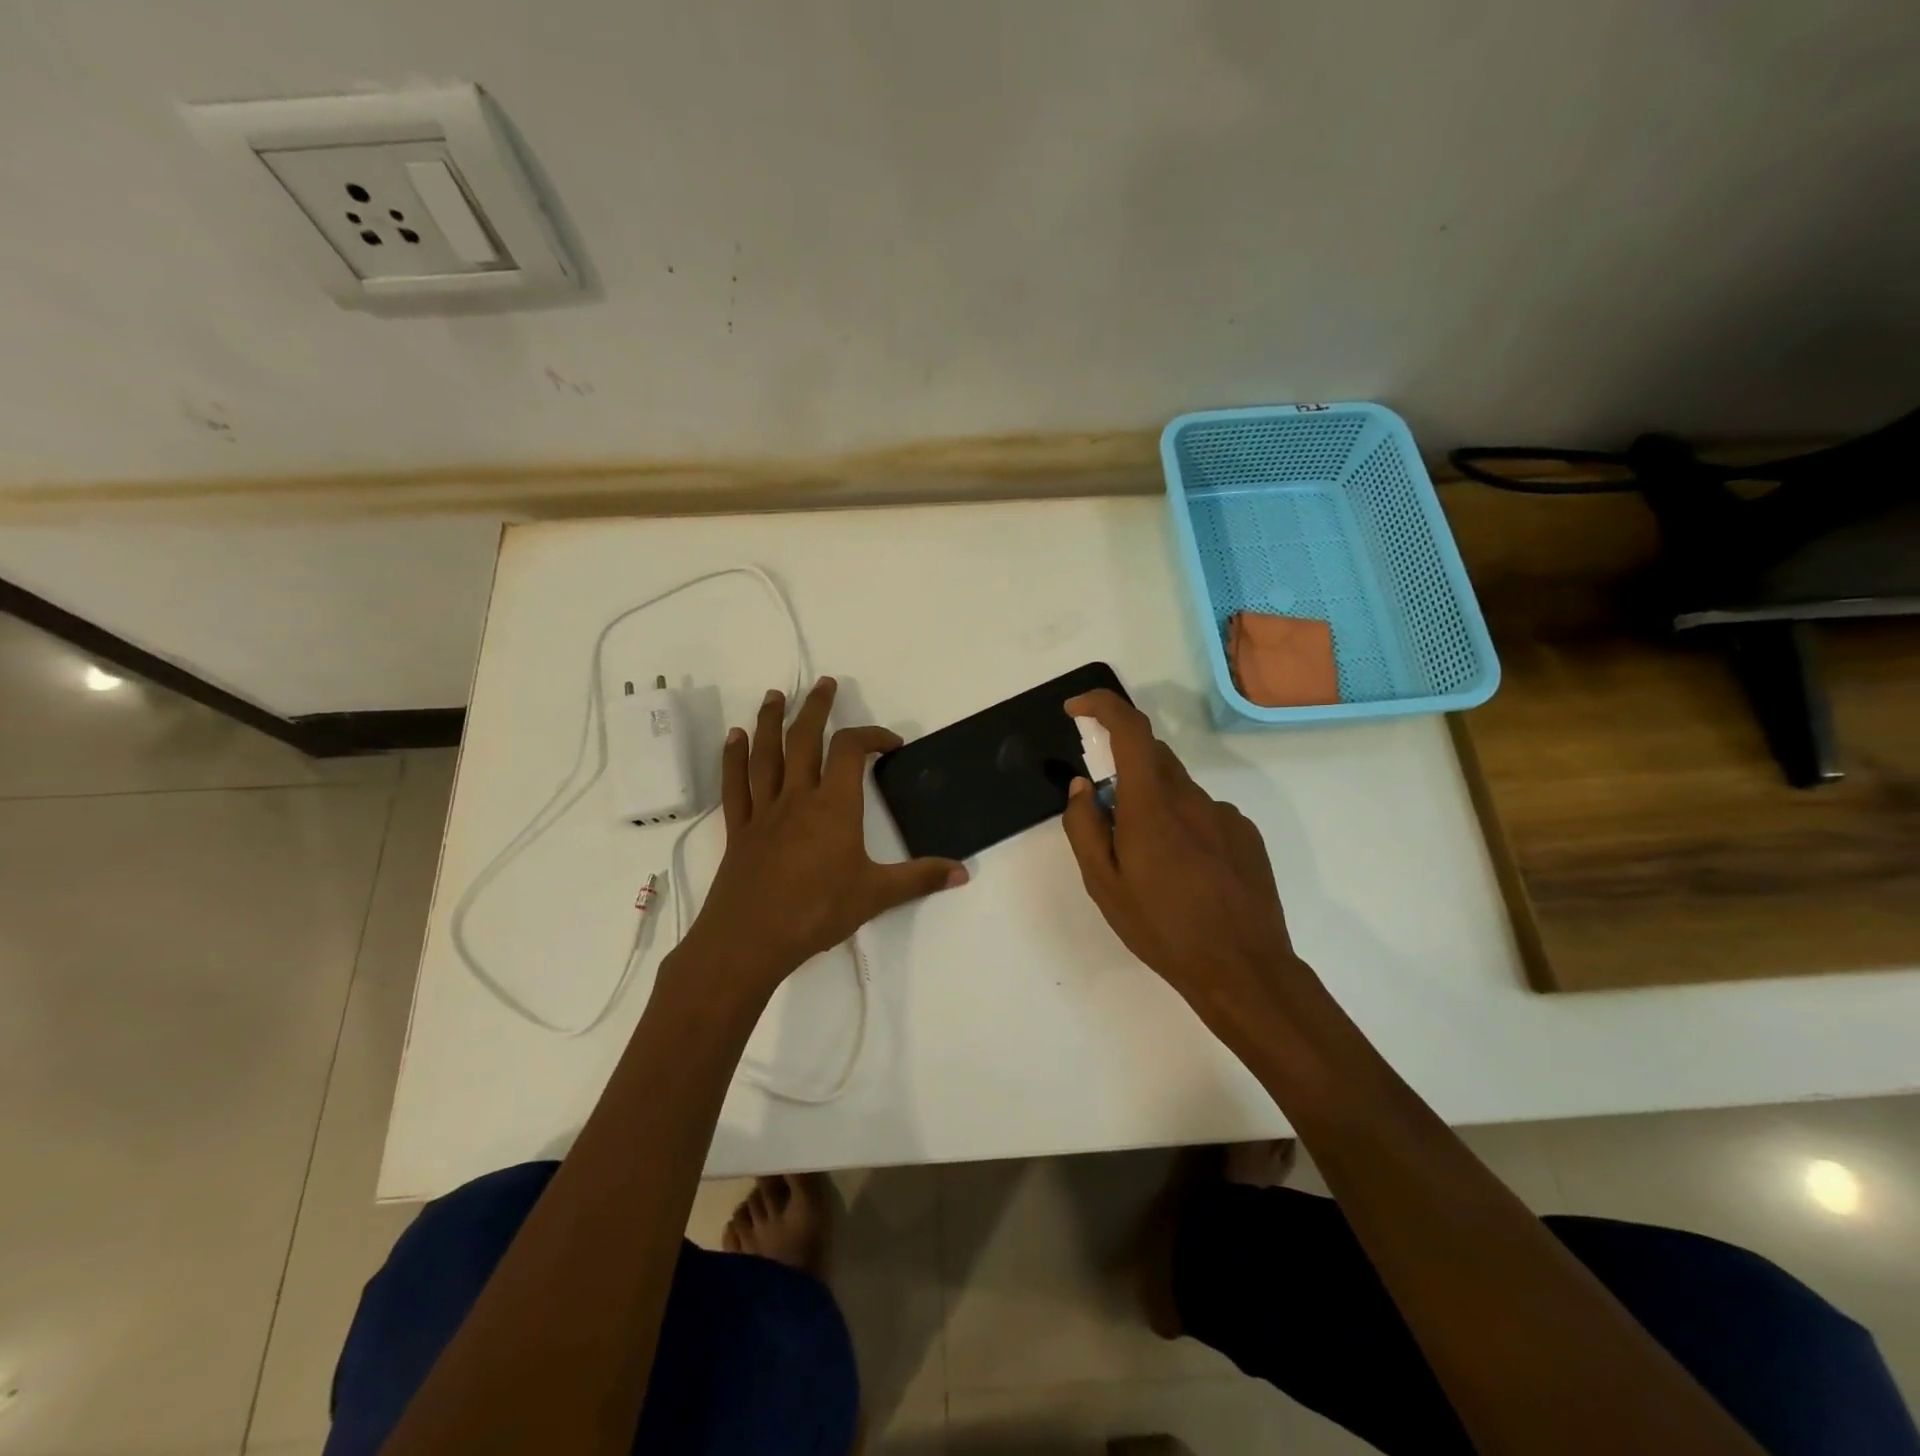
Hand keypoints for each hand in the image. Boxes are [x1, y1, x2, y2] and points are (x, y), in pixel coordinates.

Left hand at [680, 677, 966, 991]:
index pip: (852, 751)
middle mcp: (798, 797)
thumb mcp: (876, 895)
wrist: (750, 940)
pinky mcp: (740, 829)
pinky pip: (736, 785)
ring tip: (774, 696)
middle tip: (823, 683)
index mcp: (834, 806)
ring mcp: (765, 811)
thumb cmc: (817, 912)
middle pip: (805, 739)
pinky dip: (734, 758)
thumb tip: (962, 873)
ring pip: (766, 754)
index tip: (891, 744)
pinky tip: (734, 738)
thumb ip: (919, 879)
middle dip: (816, 708)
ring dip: (770, 721)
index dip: (872, 736)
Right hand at [1060, 690, 1307, 1026]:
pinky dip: (1184, 825)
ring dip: (1155, 806)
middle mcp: (1191, 797)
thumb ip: (1085, 827)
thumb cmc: (1163, 928)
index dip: (1102, 705)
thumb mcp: (1104, 885)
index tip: (1078, 708)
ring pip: (1177, 789)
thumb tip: (1082, 786)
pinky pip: (1203, 813)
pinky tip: (1187, 873)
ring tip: (1152, 864)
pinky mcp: (1245, 833)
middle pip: (1152, 756)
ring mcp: (1224, 814)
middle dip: (1123, 770)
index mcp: (1151, 805)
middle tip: (1110, 818)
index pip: (1130, 730)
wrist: (1242, 968)